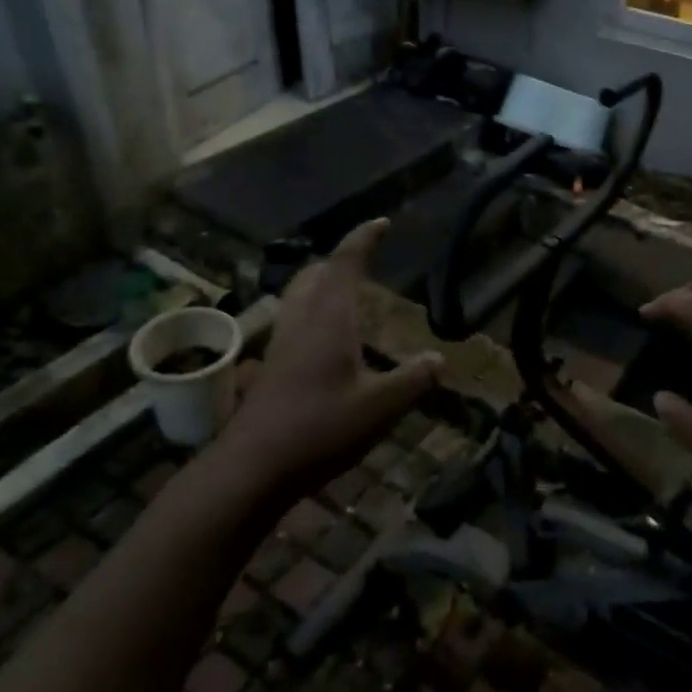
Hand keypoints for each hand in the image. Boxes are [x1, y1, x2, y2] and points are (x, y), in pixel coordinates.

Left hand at [214, 219, 440, 502]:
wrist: (251, 468)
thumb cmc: (319, 429)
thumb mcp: (381, 407)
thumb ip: (414, 380)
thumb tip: (440, 359)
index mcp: (329, 319)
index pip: (345, 264)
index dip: (363, 239)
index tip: (382, 223)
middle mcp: (302, 322)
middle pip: (314, 274)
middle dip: (339, 260)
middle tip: (363, 260)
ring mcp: (281, 345)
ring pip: (298, 297)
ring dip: (322, 285)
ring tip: (346, 294)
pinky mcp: (271, 368)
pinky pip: (294, 322)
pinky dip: (313, 313)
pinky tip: (326, 343)